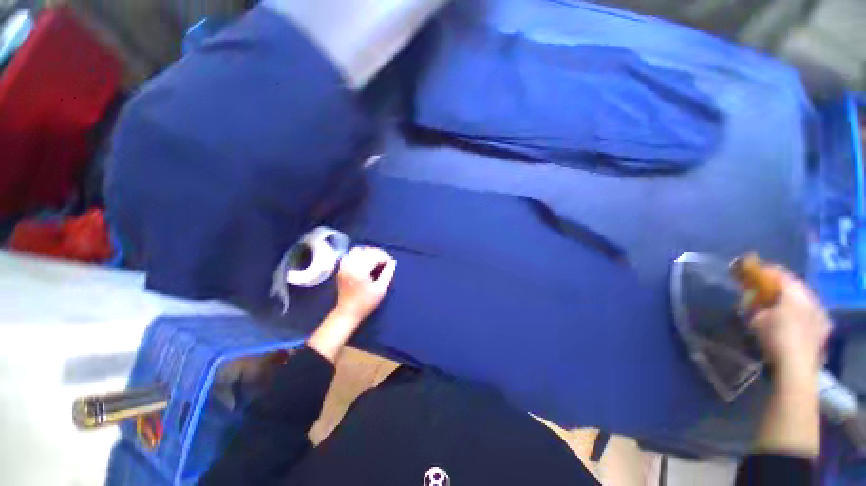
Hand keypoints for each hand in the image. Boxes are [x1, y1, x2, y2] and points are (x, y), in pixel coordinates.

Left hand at [307, 246, 395, 361]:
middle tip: (384, 261)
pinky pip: (349, 255)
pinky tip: (363, 261)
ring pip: (357, 250)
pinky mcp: (341, 269)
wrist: (347, 312)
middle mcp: (350, 265)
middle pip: (366, 251)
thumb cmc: (366, 303)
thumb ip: (388, 273)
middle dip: (377, 253)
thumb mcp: (381, 289)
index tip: (390, 263)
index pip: (375, 256)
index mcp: (360, 271)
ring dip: (367, 252)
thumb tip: (393, 262)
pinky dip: (358, 255)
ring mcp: (344, 266)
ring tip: (375, 259)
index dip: (385, 257)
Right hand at [748, 267, 830, 374]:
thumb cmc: (775, 337)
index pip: (779, 274)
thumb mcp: (757, 319)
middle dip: (779, 287)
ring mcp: (820, 313)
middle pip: (794, 286)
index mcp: (794, 292)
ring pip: (803, 300)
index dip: (764, 272)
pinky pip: (809, 313)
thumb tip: (751, 299)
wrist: (796, 365)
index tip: (751, 272)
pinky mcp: (824, 327)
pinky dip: (799, 312)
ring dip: (790, 300)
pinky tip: (790, 320)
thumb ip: (755, 305)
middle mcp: (810, 298)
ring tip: (777, 306)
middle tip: (764, 290)